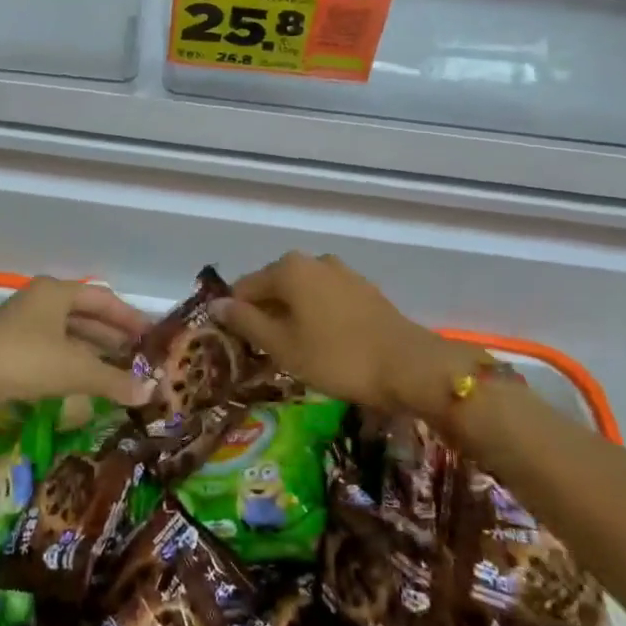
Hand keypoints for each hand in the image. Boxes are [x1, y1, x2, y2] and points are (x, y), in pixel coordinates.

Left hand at [0, 277, 155, 406]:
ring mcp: (23, 325)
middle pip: (86, 316)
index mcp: (57, 292)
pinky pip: (52, 351)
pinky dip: (72, 364)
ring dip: (93, 353)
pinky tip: (84, 384)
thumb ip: (112, 379)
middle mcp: (42, 302)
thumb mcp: (73, 369)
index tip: (152, 335)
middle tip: (140, 357)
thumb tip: (151, 391)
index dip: (129, 317)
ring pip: (68, 336)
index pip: (103, 300)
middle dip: (113, 337)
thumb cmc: (21, 358)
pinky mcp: (10, 349)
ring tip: (119, 373)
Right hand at [216, 252, 475, 414]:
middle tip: (263, 353)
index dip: (235, 316)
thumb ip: (246, 322)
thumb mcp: (282, 346)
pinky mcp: (363, 289)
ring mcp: (341, 272)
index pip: (244, 287)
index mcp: (288, 268)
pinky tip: (323, 344)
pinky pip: (325, 298)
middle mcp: (313, 260)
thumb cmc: (336, 357)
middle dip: (264, 315)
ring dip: (291, 316)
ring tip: (294, 351)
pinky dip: (316, 316)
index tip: (237, 347)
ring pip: (301, 292)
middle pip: (274, 286)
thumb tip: (217, 304)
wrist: (408, 365)